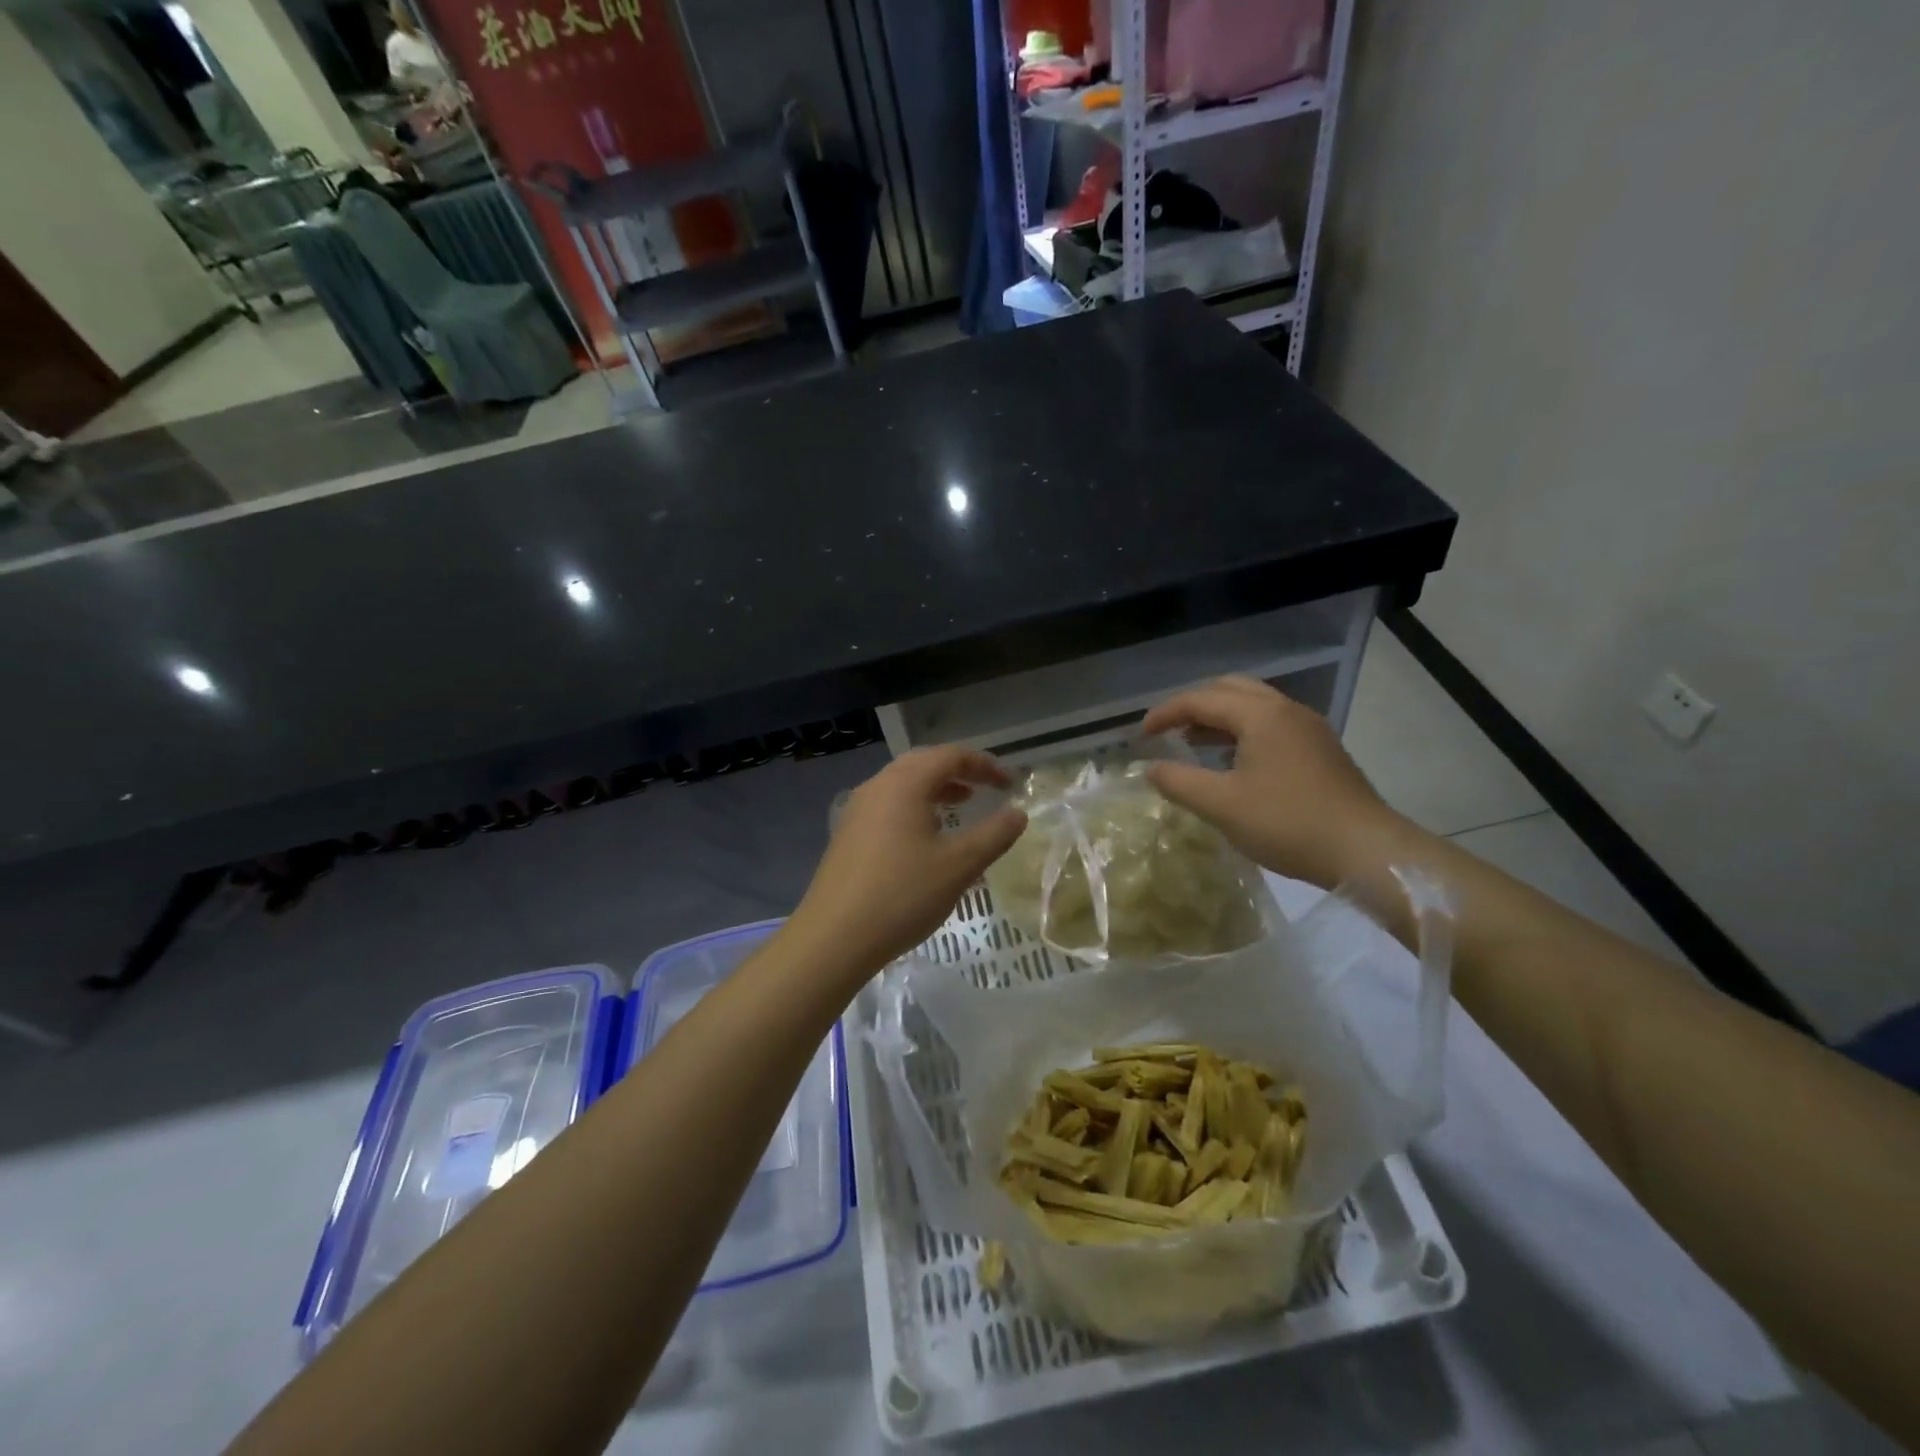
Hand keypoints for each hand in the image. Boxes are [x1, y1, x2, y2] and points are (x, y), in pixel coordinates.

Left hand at [785, 747, 1027, 980]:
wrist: (834, 937)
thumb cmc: (902, 895)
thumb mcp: (959, 866)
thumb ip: (994, 835)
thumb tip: (1019, 813)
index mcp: (904, 784)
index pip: (950, 756)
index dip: (984, 765)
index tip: (1009, 784)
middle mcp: (877, 787)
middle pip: (923, 763)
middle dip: (959, 771)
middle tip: (986, 788)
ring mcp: (857, 810)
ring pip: (903, 784)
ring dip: (936, 788)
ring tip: (962, 805)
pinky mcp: (848, 834)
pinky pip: (888, 805)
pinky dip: (915, 806)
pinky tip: (926, 836)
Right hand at [1142, 677, 1418, 887]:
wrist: (1366, 850)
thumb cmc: (1288, 823)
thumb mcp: (1222, 805)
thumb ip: (1179, 782)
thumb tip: (1151, 769)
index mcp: (1260, 715)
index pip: (1200, 700)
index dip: (1165, 714)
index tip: (1140, 736)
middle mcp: (1286, 710)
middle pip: (1230, 689)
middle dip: (1193, 705)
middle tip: (1168, 730)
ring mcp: (1309, 728)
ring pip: (1254, 705)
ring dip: (1218, 717)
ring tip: (1192, 743)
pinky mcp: (1321, 750)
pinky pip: (1271, 724)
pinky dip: (1242, 731)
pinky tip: (1232, 762)